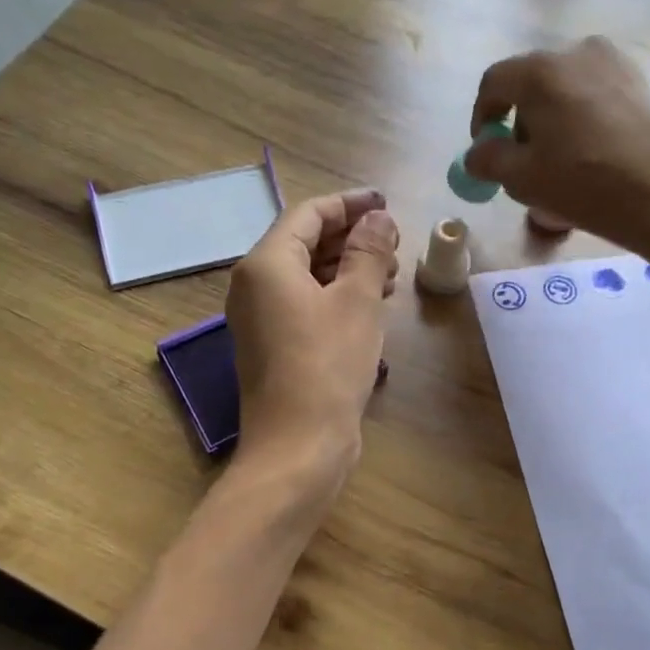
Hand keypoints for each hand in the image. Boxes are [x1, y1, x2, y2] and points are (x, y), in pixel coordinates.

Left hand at [225, 189, 399, 498]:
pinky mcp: (275, 348)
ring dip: (348, 269)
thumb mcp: (357, 301)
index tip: (386, 203)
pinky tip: (371, 306)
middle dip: (351, 238)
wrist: (299, 446)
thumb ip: (368, 252)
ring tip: (392, 274)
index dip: (349, 204)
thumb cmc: (328, 365)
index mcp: (266, 264)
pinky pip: (305, 306)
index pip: (308, 214)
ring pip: (307, 277)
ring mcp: (261, 320)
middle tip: (395, 243)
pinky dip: (337, 297)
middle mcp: (254, 286)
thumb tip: (378, 218)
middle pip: (304, 243)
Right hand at [466, 37, 649, 258]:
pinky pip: (593, 95)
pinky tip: (589, 155)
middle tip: (523, 162)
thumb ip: (487, 159)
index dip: (482, 116)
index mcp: (540, 71)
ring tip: (559, 163)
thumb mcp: (521, 178)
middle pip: (530, 83)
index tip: (486, 150)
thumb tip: (477, 152)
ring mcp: (613, 63)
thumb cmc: (582, 183)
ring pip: (563, 89)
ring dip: (551, 121)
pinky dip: (580, 119)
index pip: (494, 82)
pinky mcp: (639, 82)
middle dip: (519, 121)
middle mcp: (576, 52)